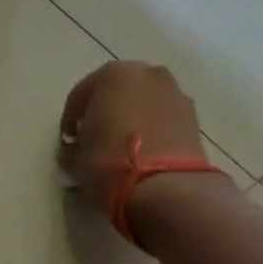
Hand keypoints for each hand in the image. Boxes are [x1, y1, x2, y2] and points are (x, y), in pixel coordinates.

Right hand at [57, 62, 207, 217]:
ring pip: (145, 104)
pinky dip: (153, 131)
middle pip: (118, 92)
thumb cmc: (111, 165)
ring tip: (123, 149)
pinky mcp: (194, 119)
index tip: (68, 140)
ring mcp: (176, 94)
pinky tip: (145, 155)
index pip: (82, 94)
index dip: (71, 119)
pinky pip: (164, 121)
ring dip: (132, 120)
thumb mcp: (77, 160)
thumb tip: (74, 151)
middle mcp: (148, 75)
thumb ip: (73, 149)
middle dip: (105, 112)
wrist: (166, 188)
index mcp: (114, 75)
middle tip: (95, 139)